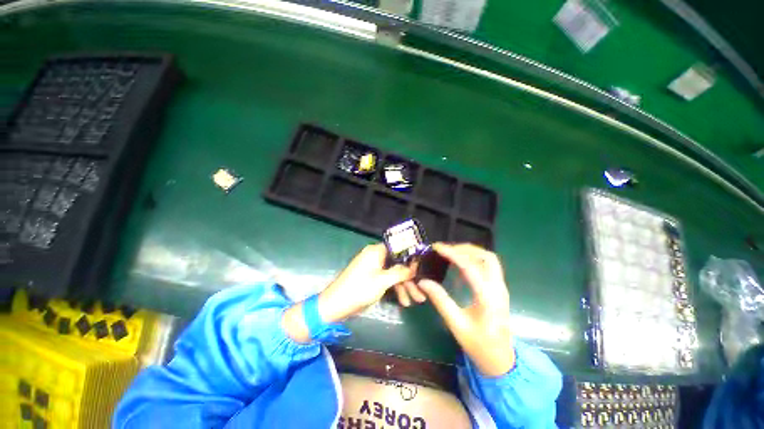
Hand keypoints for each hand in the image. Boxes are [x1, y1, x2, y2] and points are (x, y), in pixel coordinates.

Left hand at [283, 244, 415, 342]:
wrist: (334, 306)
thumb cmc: (359, 290)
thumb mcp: (382, 281)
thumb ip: (400, 272)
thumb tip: (415, 266)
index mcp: (376, 251)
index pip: (398, 248)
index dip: (411, 257)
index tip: (423, 268)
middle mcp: (375, 256)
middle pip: (397, 263)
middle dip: (409, 278)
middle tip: (421, 291)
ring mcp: (372, 267)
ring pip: (393, 273)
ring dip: (404, 286)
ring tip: (415, 301)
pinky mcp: (370, 277)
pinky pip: (386, 279)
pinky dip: (394, 289)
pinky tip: (403, 301)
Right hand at [417, 243, 514, 376]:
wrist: (501, 361)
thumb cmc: (479, 345)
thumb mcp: (456, 325)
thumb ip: (440, 300)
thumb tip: (423, 282)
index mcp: (488, 298)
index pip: (470, 267)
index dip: (452, 253)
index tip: (437, 247)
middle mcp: (498, 289)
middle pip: (486, 257)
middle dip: (465, 249)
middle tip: (446, 250)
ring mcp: (501, 288)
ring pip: (489, 259)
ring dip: (471, 252)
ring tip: (451, 254)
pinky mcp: (499, 290)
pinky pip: (488, 267)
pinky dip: (474, 260)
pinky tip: (460, 266)